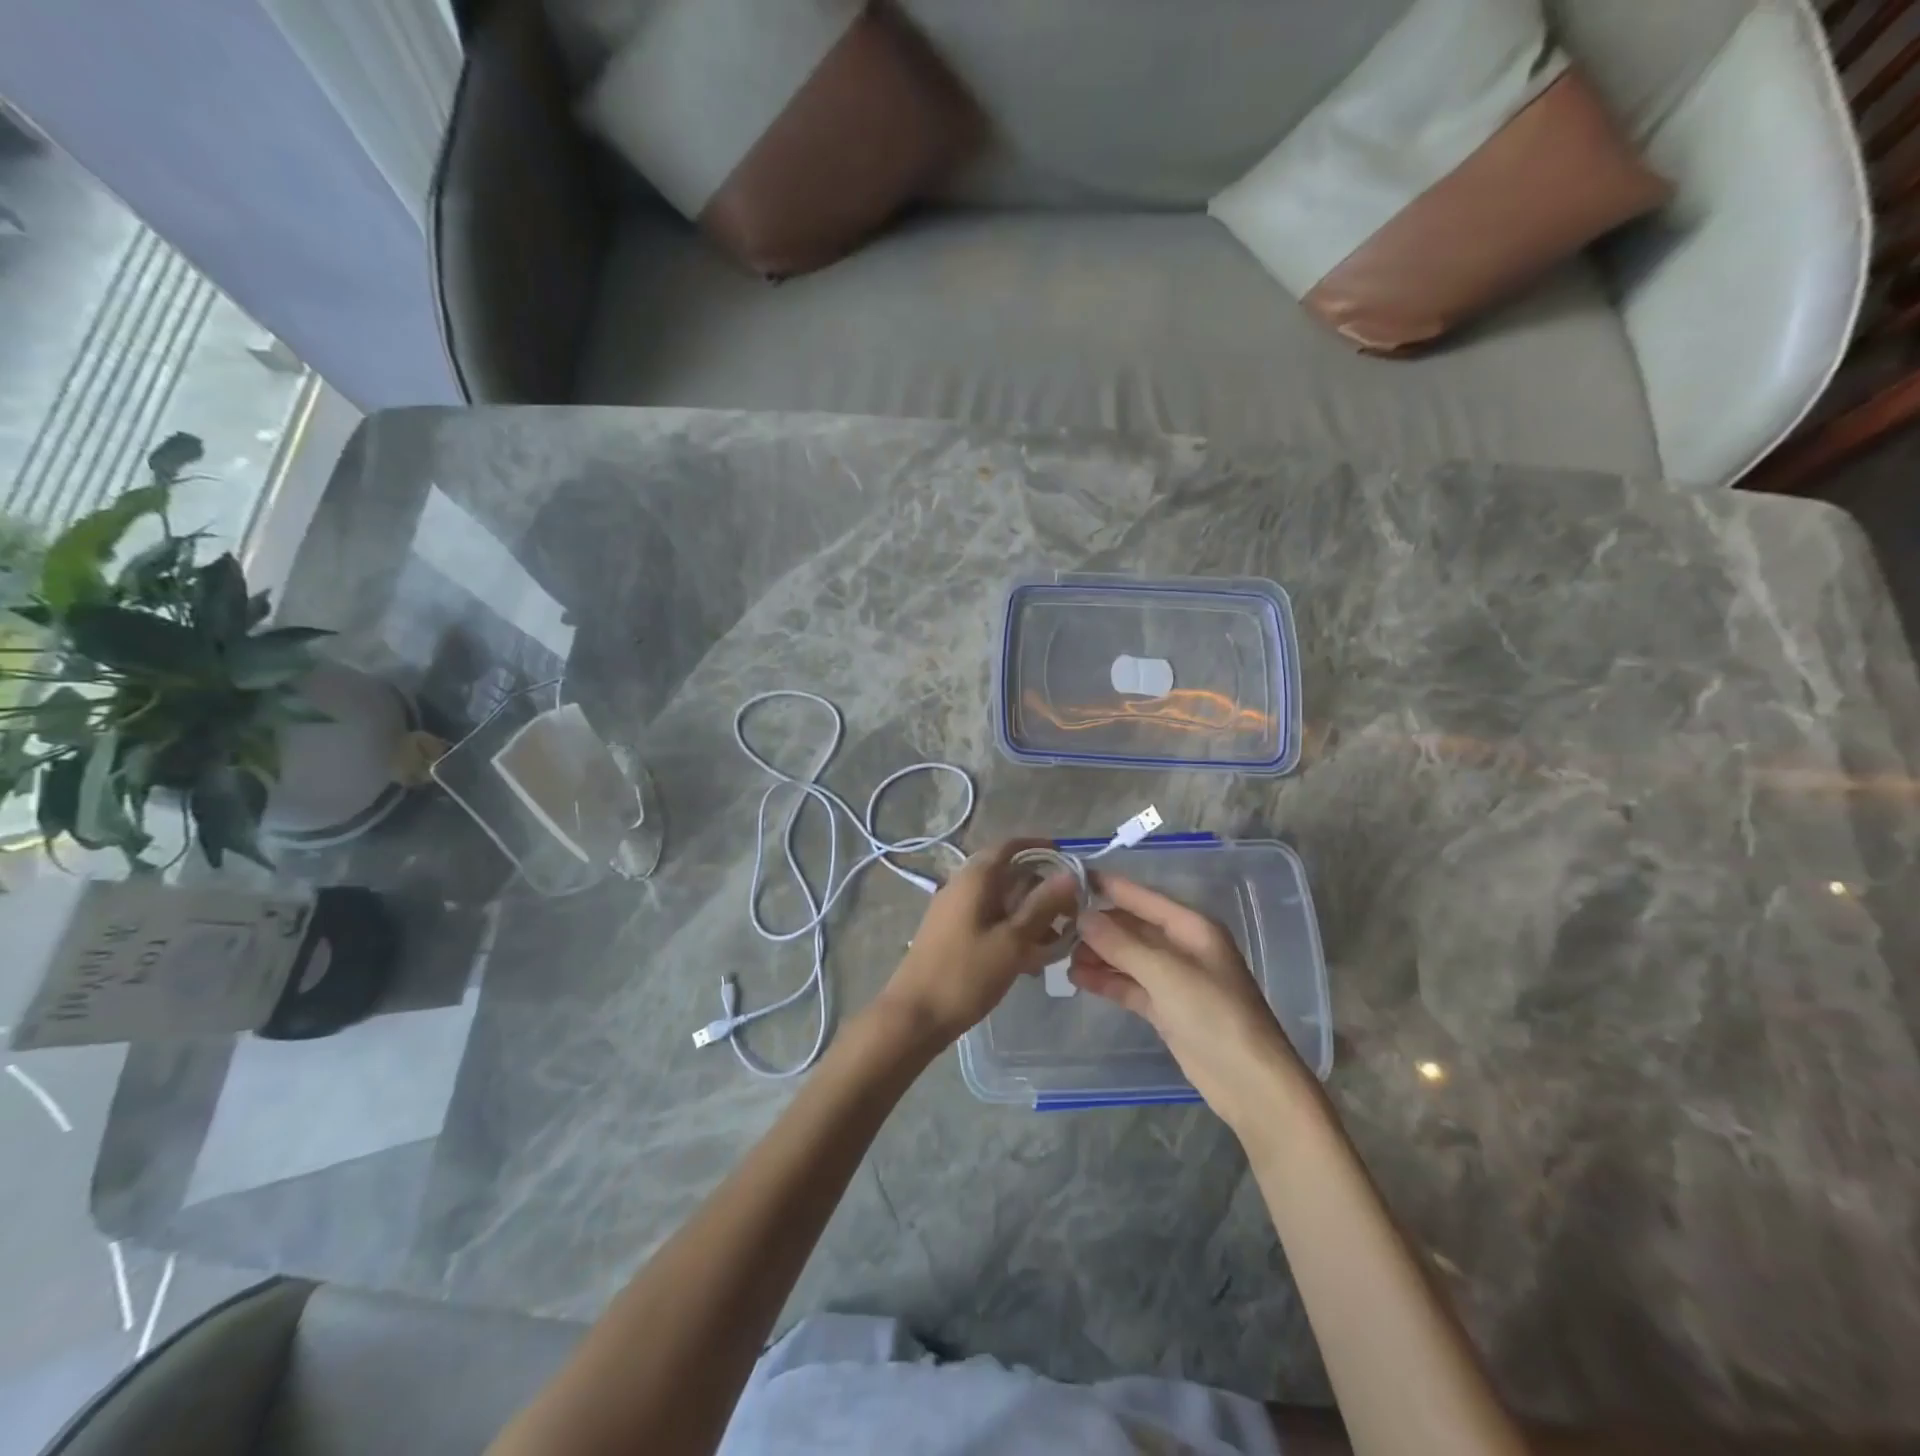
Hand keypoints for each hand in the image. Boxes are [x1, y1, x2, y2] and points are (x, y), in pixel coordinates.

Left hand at [874, 840, 1079, 1048]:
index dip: (1040, 848)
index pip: (1010, 846)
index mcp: (975, 878)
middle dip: (1040, 890)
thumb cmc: (965, 975)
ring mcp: (953, 911)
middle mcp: (961, 886)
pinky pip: (988, 921)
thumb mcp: (1012, 941)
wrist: (914, 1016)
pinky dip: (1011, 932)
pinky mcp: (951, 934)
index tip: (1068, 862)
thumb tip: (1069, 874)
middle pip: (1008, 874)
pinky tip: (1029, 961)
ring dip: (1028, 916)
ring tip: (1054, 944)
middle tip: (1069, 915)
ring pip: (1000, 902)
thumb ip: (1042, 906)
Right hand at [1071, 876, 1310, 1129]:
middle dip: (1097, 925)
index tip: (1070, 876)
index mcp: (1190, 927)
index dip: (1108, 886)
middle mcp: (1181, 947)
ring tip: (1060, 955)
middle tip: (1055, 925)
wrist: (1250, 1082)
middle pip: (1131, 927)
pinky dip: (1106, 980)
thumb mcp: (1165, 973)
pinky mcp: (1166, 1009)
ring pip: (1127, 957)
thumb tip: (1082, 916)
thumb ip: (1121, 944)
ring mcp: (1173, 979)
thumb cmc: (1214, 1014)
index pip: (1142, 897)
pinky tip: (1078, 978)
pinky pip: (1129, 985)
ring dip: (1097, 954)